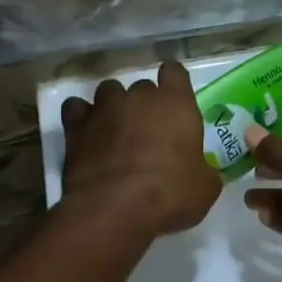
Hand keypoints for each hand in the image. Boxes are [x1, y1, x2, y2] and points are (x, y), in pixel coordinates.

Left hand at [60, 62, 220, 237]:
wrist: (114, 209)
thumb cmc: (169, 194)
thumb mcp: (205, 187)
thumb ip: (203, 168)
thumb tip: (199, 171)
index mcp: (176, 103)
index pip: (175, 72)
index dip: (174, 82)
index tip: (174, 97)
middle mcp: (139, 98)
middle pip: (142, 86)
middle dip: (145, 104)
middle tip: (148, 131)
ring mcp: (105, 109)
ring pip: (109, 91)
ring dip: (114, 106)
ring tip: (116, 130)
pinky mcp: (76, 127)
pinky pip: (76, 108)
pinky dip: (81, 116)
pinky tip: (87, 132)